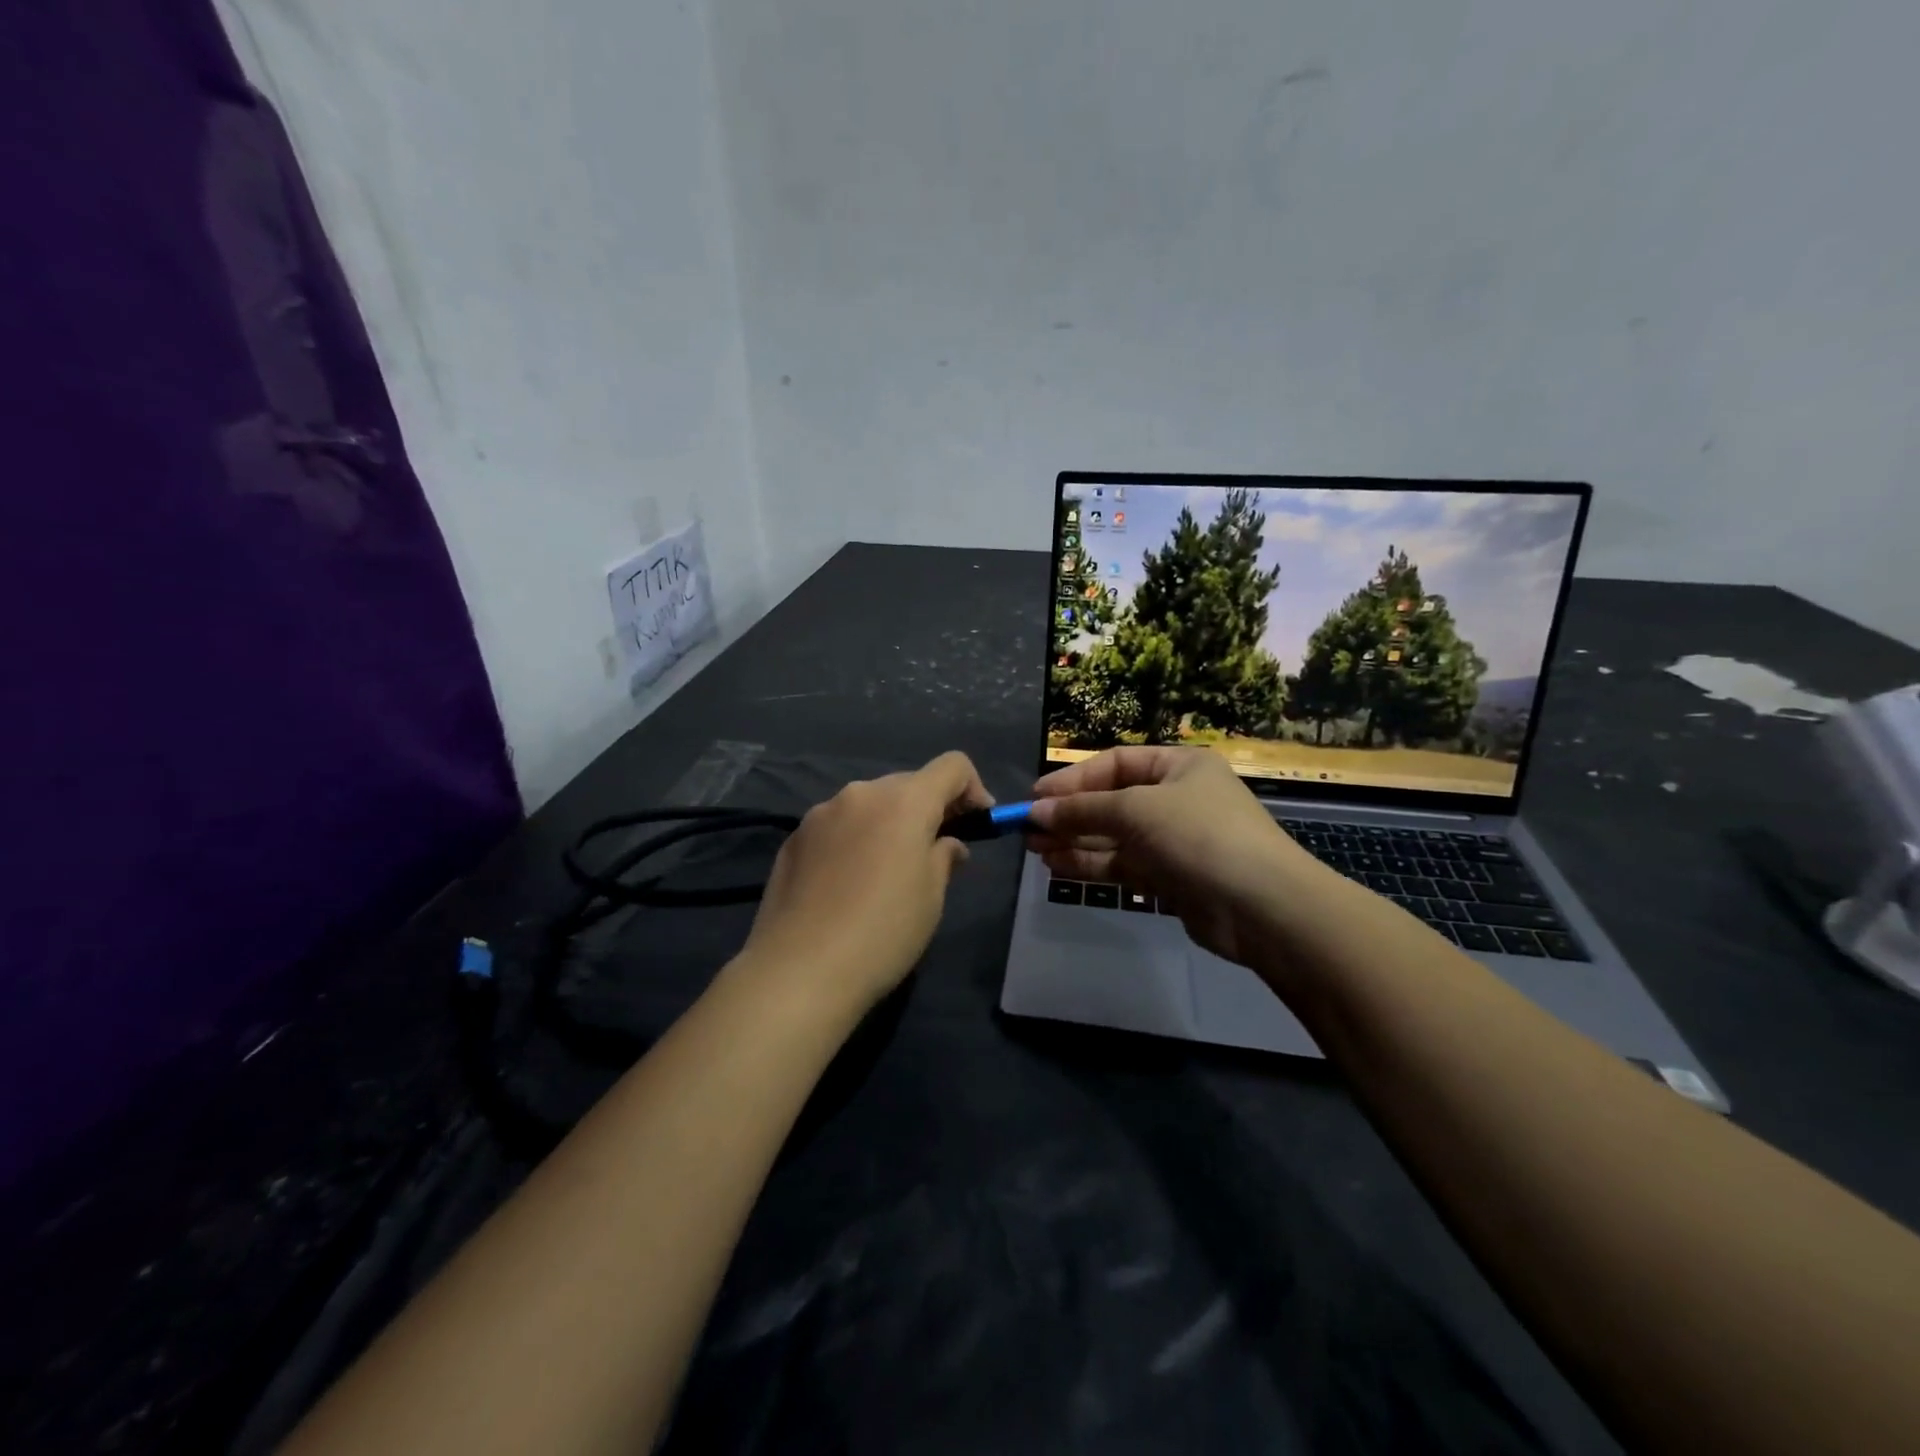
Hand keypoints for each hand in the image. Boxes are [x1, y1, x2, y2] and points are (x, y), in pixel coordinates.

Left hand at [738, 751, 992, 1015]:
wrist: (799, 970)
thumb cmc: (883, 932)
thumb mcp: (931, 897)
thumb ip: (944, 857)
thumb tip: (947, 844)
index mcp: (904, 801)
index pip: (952, 766)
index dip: (973, 789)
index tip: (977, 824)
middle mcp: (861, 793)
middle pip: (908, 784)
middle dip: (929, 808)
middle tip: (936, 850)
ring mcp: (821, 813)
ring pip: (869, 804)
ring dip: (888, 823)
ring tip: (888, 869)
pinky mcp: (793, 838)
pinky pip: (837, 825)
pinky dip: (855, 839)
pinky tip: (848, 882)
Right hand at [1027, 746, 1328, 967]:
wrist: (1261, 906)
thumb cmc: (1198, 835)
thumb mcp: (1136, 810)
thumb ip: (1082, 810)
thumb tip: (1036, 811)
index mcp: (1179, 766)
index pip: (1115, 763)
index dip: (1073, 779)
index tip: (1036, 797)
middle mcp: (1177, 798)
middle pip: (1112, 800)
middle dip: (1070, 813)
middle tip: (1028, 827)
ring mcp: (1174, 840)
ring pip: (1114, 836)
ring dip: (1076, 840)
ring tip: (1035, 847)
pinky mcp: (1171, 877)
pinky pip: (1123, 864)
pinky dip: (1092, 864)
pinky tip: (1058, 866)